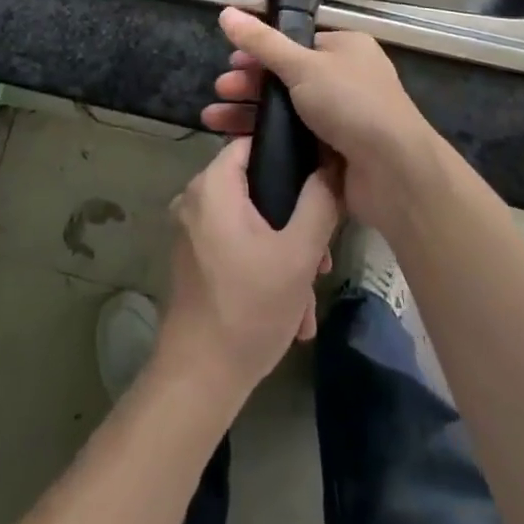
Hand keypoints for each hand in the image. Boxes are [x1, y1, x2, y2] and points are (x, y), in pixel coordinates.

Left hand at [158, 136, 339, 394]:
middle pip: (256, 187)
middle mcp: (194, 198)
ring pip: (251, 222)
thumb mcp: (298, 254)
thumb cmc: (249, 309)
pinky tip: (290, 310)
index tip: (321, 181)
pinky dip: (263, 267)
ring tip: (308, 294)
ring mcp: (191, 231)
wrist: (199, 381)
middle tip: (321, 258)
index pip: (254, 142)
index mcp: (212, 185)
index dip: (290, 154)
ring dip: (284, 253)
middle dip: (295, 221)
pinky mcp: (193, 259)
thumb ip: (320, 202)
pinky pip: (236, 245)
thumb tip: (333, 165)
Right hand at [203, 8, 441, 232]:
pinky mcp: (336, 151)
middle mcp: (346, 78)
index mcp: (345, 47)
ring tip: (214, 119)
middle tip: (220, 92)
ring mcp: (342, 117)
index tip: (232, 62)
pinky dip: (268, 139)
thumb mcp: (302, 66)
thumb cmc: (351, 103)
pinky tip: (239, 142)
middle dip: (249, 84)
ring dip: (251, 112)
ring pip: (287, 110)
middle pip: (287, 77)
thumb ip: (262, 42)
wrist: (394, 172)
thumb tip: (226, 11)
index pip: (295, 42)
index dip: (261, 51)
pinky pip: (294, 139)